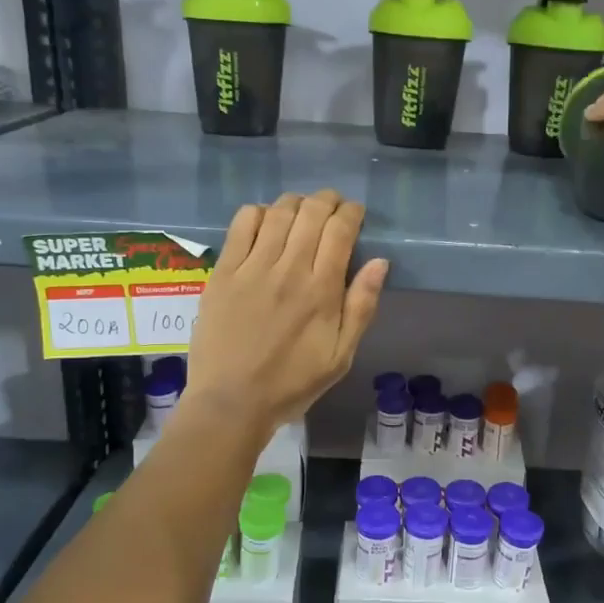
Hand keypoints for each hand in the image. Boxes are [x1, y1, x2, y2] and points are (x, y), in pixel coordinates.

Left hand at [187, 190, 386, 434]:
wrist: (231, 402)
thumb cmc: (292, 383)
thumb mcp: (341, 356)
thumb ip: (361, 307)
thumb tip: (380, 262)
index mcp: (322, 290)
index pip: (340, 230)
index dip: (351, 212)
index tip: (355, 213)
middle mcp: (289, 269)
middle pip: (311, 213)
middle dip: (327, 200)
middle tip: (332, 205)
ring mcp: (252, 268)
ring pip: (278, 212)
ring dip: (295, 202)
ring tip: (302, 208)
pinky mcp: (223, 272)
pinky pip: (241, 225)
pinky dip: (257, 212)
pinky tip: (265, 220)